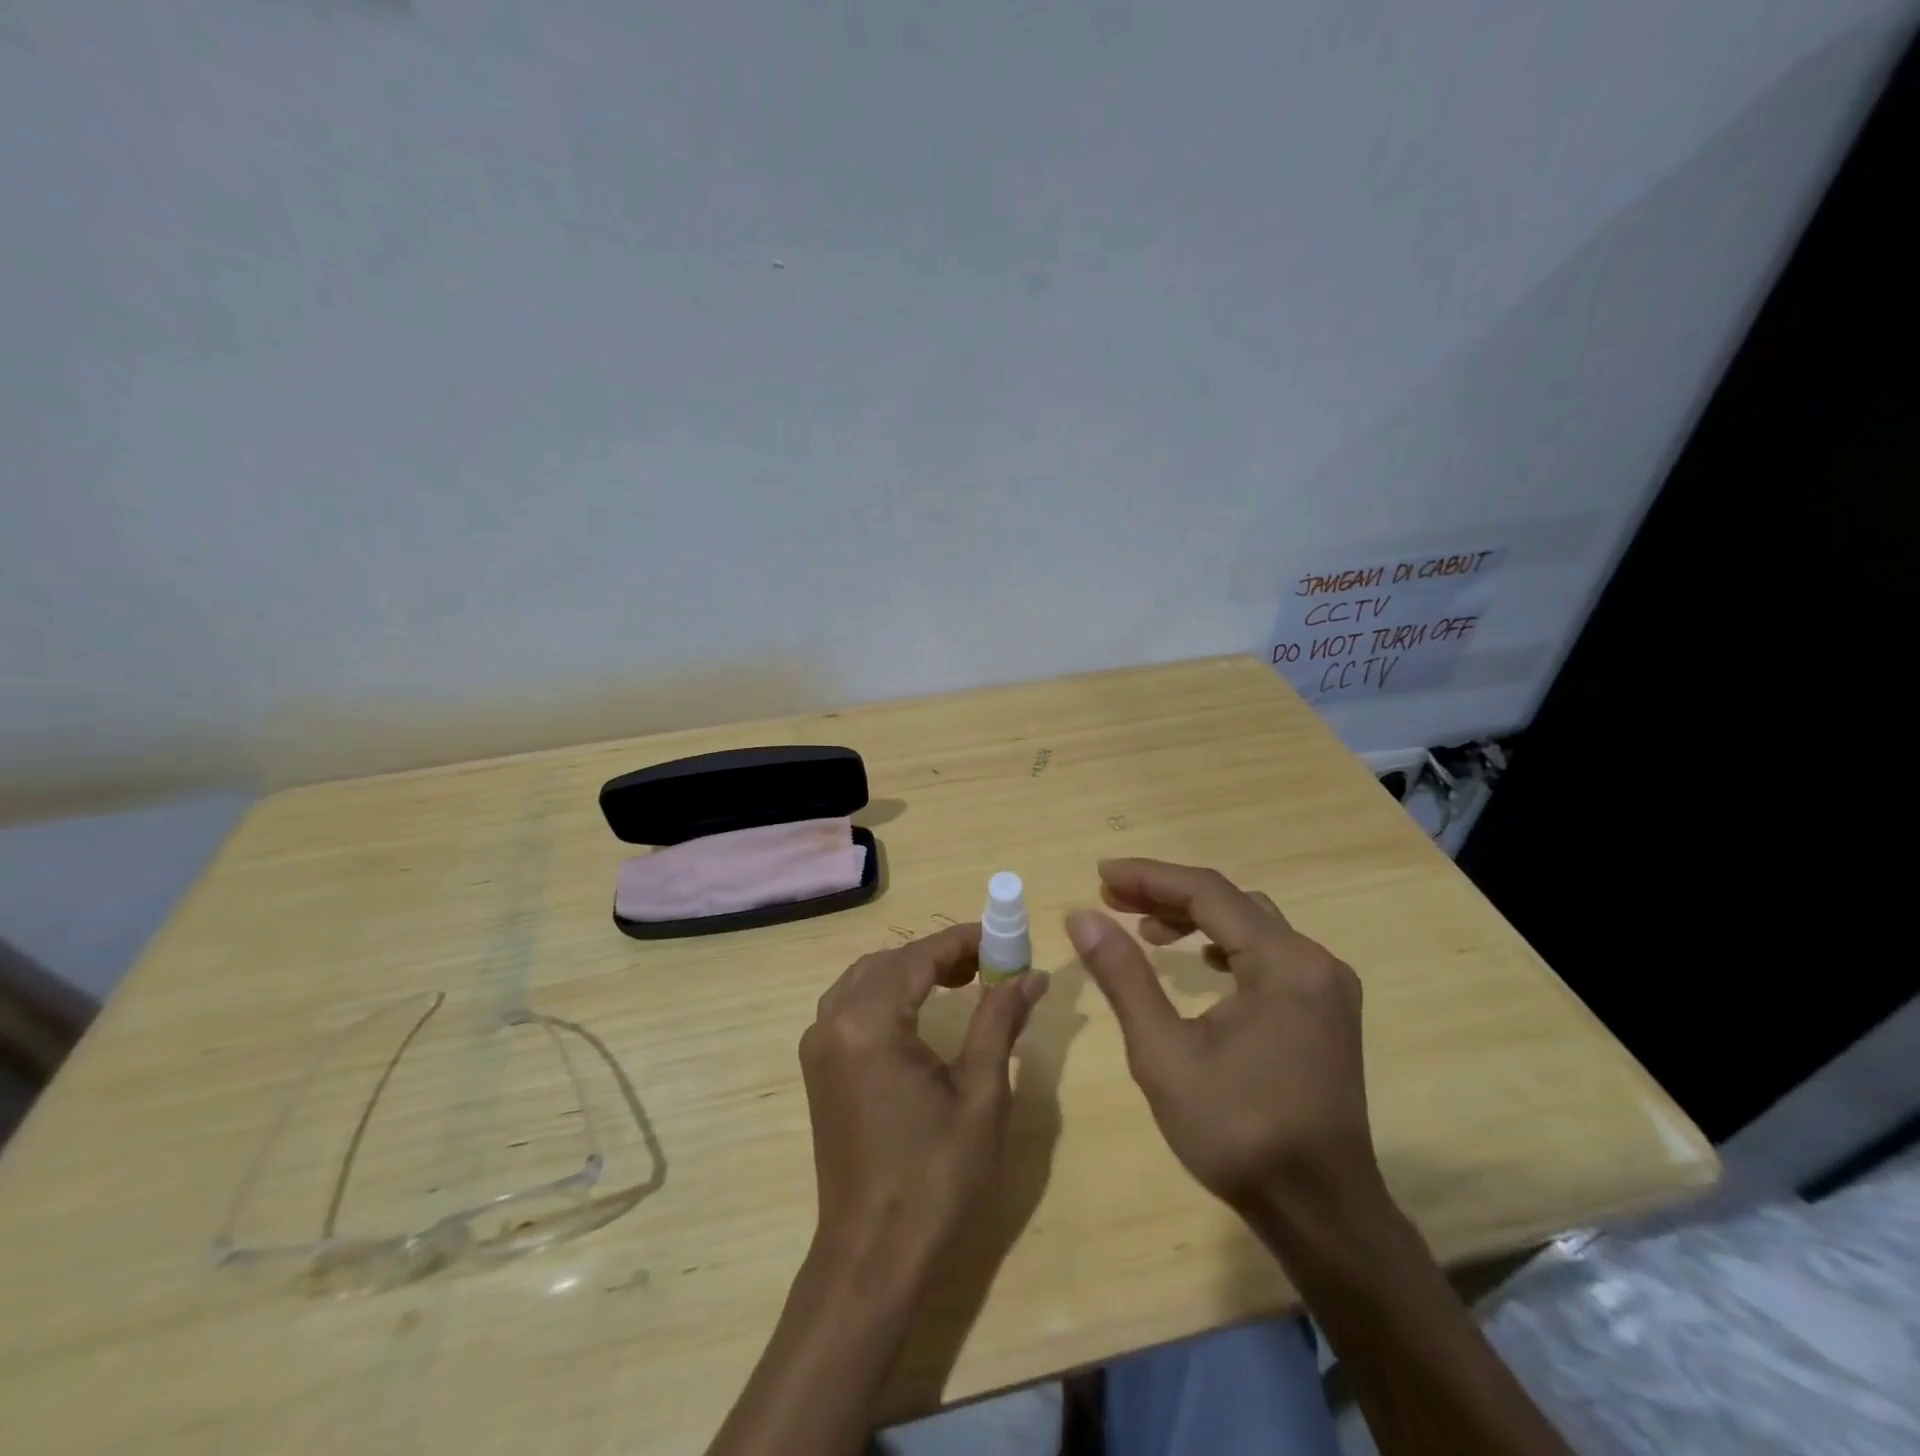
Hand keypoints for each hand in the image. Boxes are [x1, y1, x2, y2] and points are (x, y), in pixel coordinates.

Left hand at [800, 924, 1049, 1289]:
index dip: (964, 940)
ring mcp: (818, 1044)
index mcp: (868, 1022)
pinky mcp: (818, 1066)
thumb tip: (1031, 974)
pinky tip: (921, 1008)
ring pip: (867, 978)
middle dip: (940, 953)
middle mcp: (833, 1021)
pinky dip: (888, 992)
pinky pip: (852, 1004)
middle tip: (991, 961)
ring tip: (964, 978)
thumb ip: (999, 1021)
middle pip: (891, 961)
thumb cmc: (935, 1177)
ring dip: (913, 969)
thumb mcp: (980, 1094)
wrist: (874, 1256)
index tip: (1004, 934)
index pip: (919, 956)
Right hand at [1066, 859, 1380, 1216]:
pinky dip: (1226, 944)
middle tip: (1112, 899)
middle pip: (1232, 902)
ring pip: (1252, 924)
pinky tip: (1200, 962)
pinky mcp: (1326, 1009)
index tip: (1100, 876)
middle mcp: (1315, 961)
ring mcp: (1327, 985)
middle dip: (1168, 894)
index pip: (1208, 892)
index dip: (1149, 877)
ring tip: (1146, 930)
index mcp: (1283, 964)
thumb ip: (1124, 976)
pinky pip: (1270, 952)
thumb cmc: (1237, 1133)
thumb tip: (1082, 917)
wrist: (1320, 1213)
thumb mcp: (1164, 1053)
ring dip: (1197, 918)